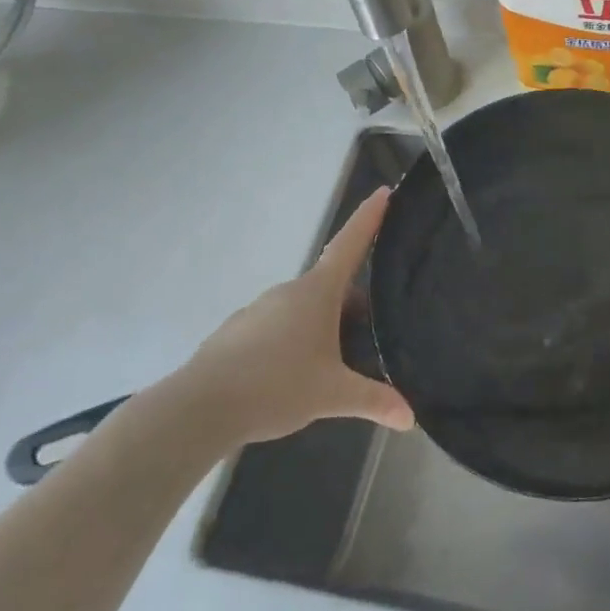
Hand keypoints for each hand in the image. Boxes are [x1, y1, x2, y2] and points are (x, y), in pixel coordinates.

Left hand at [163, 188, 413, 445]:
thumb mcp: (333, 394)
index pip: (349, 244)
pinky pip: (280, 327)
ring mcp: (259, 311)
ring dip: (326, 324)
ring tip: (340, 362)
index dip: (369, 218)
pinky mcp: (239, 333)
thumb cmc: (275, 386)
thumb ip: (374, 401)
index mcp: (316, 293)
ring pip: (305, 309)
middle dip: (355, 303)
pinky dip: (298, 339)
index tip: (383, 192)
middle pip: (332, 285)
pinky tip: (298, 374)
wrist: (199, 408)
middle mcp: (287, 293)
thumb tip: (411, 418)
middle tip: (377, 330)